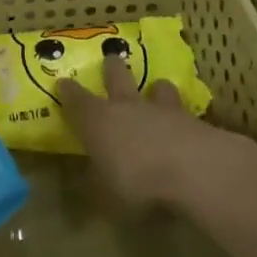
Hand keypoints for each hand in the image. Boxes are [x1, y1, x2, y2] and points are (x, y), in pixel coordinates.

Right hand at [57, 54, 252, 208]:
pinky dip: (183, 115)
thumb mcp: (105, 198)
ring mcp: (163, 110)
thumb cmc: (137, 182)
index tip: (63, 82)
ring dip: (156, 88)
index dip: (68, 91)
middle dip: (112, 69)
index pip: (76, 100)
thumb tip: (85, 185)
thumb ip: (96, 187)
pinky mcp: (194, 120)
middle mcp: (127, 107)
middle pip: (117, 78)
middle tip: (111, 59)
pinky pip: (185, 111)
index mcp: (97, 120)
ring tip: (158, 87)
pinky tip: (188, 123)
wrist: (194, 170)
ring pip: (157, 88)